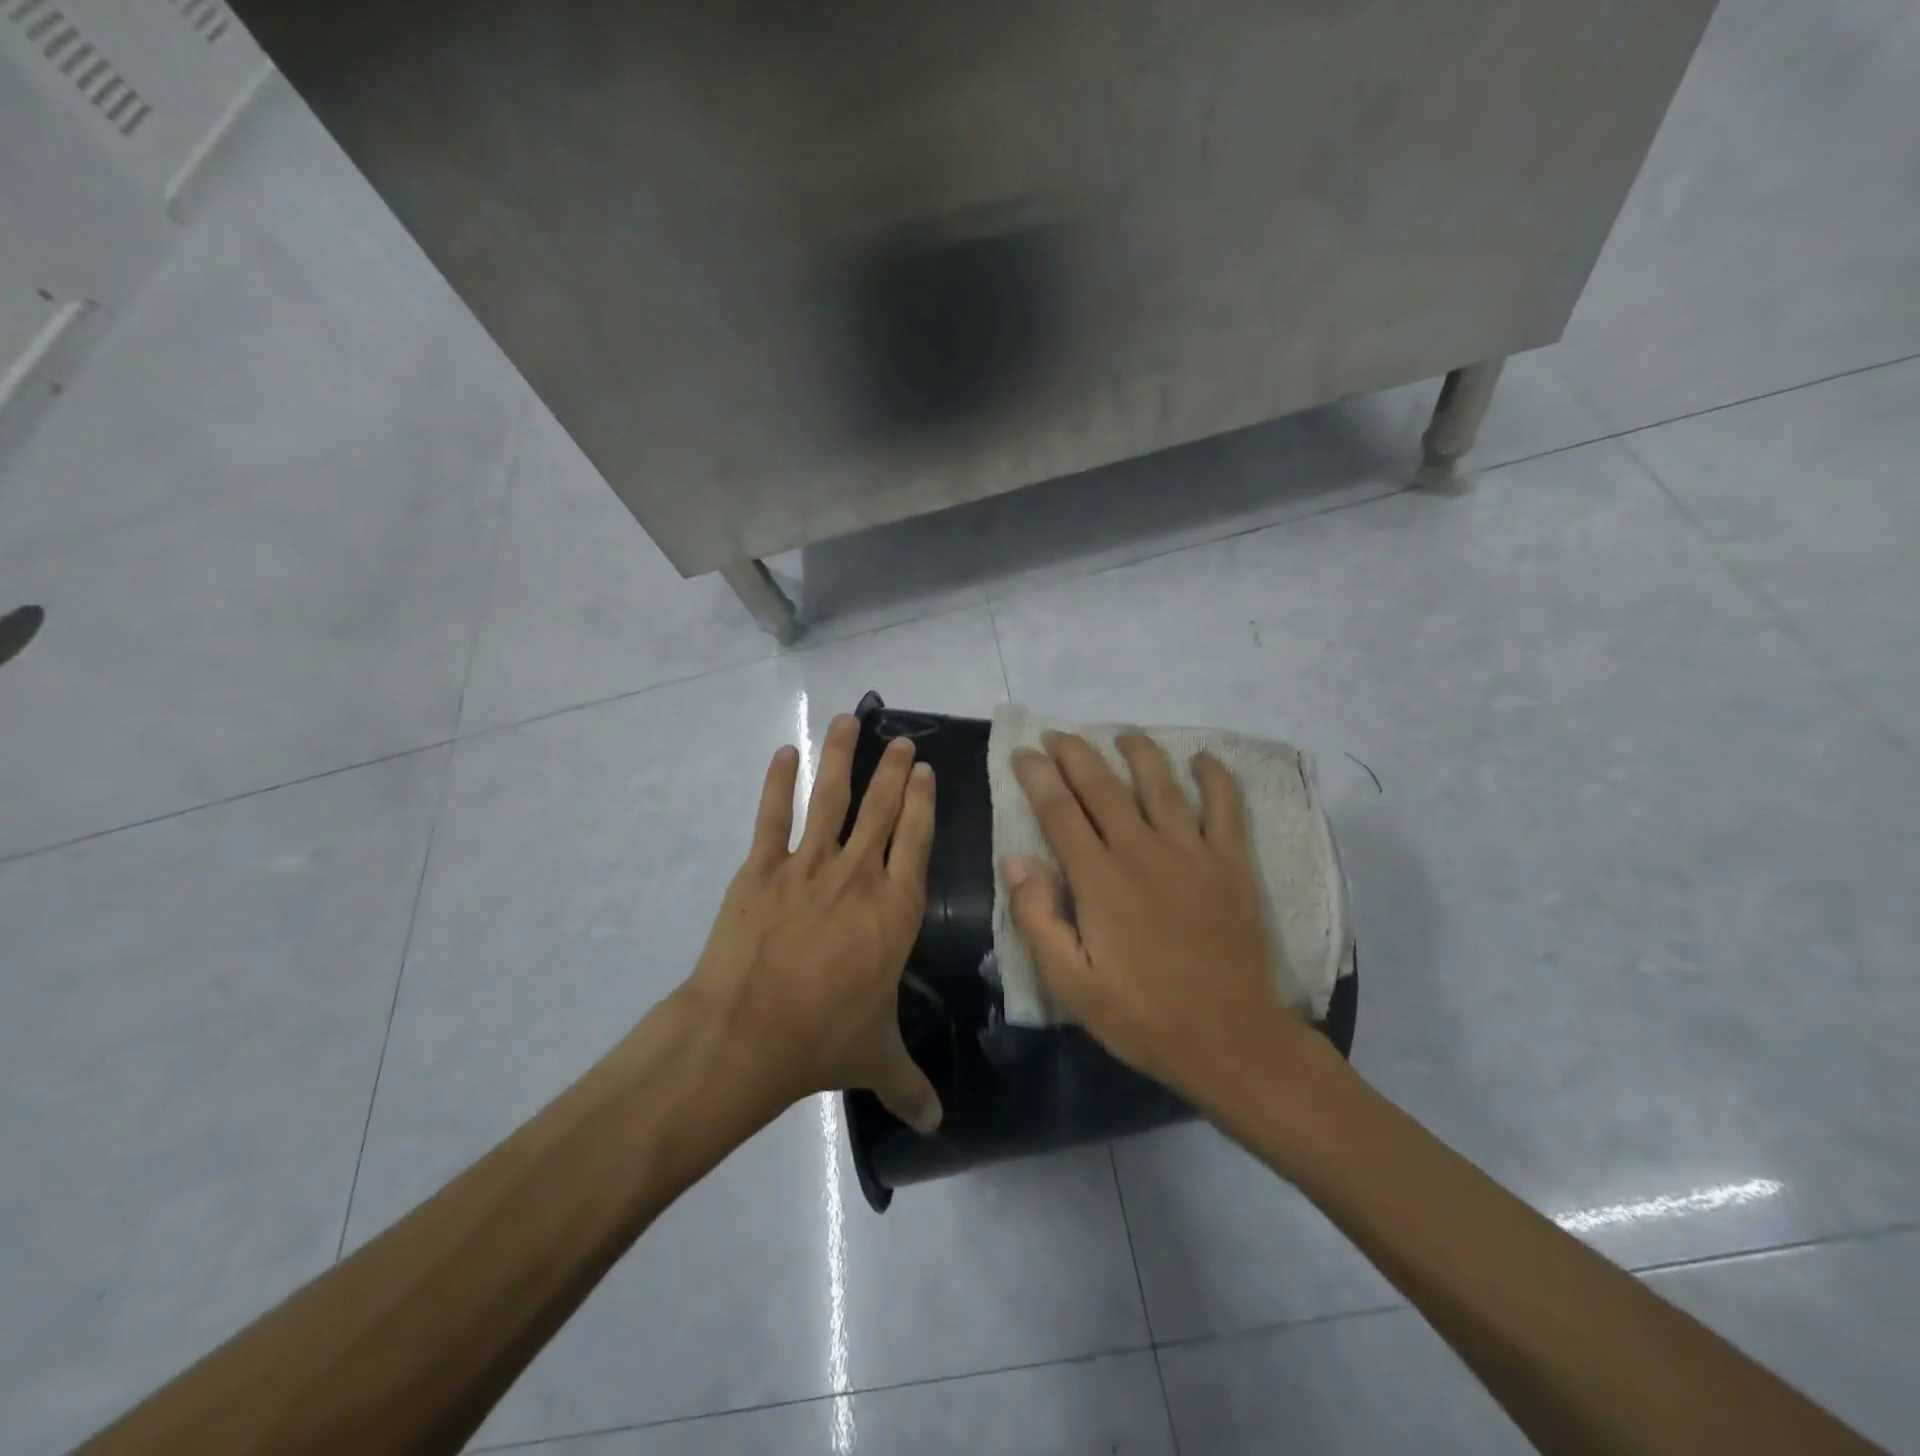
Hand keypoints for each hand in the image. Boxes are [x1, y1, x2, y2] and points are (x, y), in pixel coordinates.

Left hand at [686, 714, 941, 1132]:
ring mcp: (807, 866)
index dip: (923, 802)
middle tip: (902, 741)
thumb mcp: (876, 1060)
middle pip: (880, 810)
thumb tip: (940, 1127)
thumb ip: (910, 1085)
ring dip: (841, 757)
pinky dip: (776, 782)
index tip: (926, 770)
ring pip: (829, 798)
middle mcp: (857, 876)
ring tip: (849, 720)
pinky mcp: (760, 869)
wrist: (746, 1034)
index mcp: (894, 910)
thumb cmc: (823, 1040)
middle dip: (893, 771)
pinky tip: (783, 753)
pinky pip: (771, 817)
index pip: (916, 841)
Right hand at [1003, 732, 1313, 1100]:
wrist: (1230, 1040)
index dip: (1037, 777)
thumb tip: (1015, 859)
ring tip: (1124, 735)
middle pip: (1103, 788)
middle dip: (1076, 755)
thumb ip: (1038, 918)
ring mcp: (1192, 853)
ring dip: (1139, 753)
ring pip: (1161, 785)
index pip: (1059, 812)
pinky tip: (1203, 759)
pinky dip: (1215, 778)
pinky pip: (1226, 807)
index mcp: (1099, 880)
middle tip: (1059, 734)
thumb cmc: (1142, 1016)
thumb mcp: (1070, 984)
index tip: (1023, 751)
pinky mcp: (1232, 864)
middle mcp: (1142, 851)